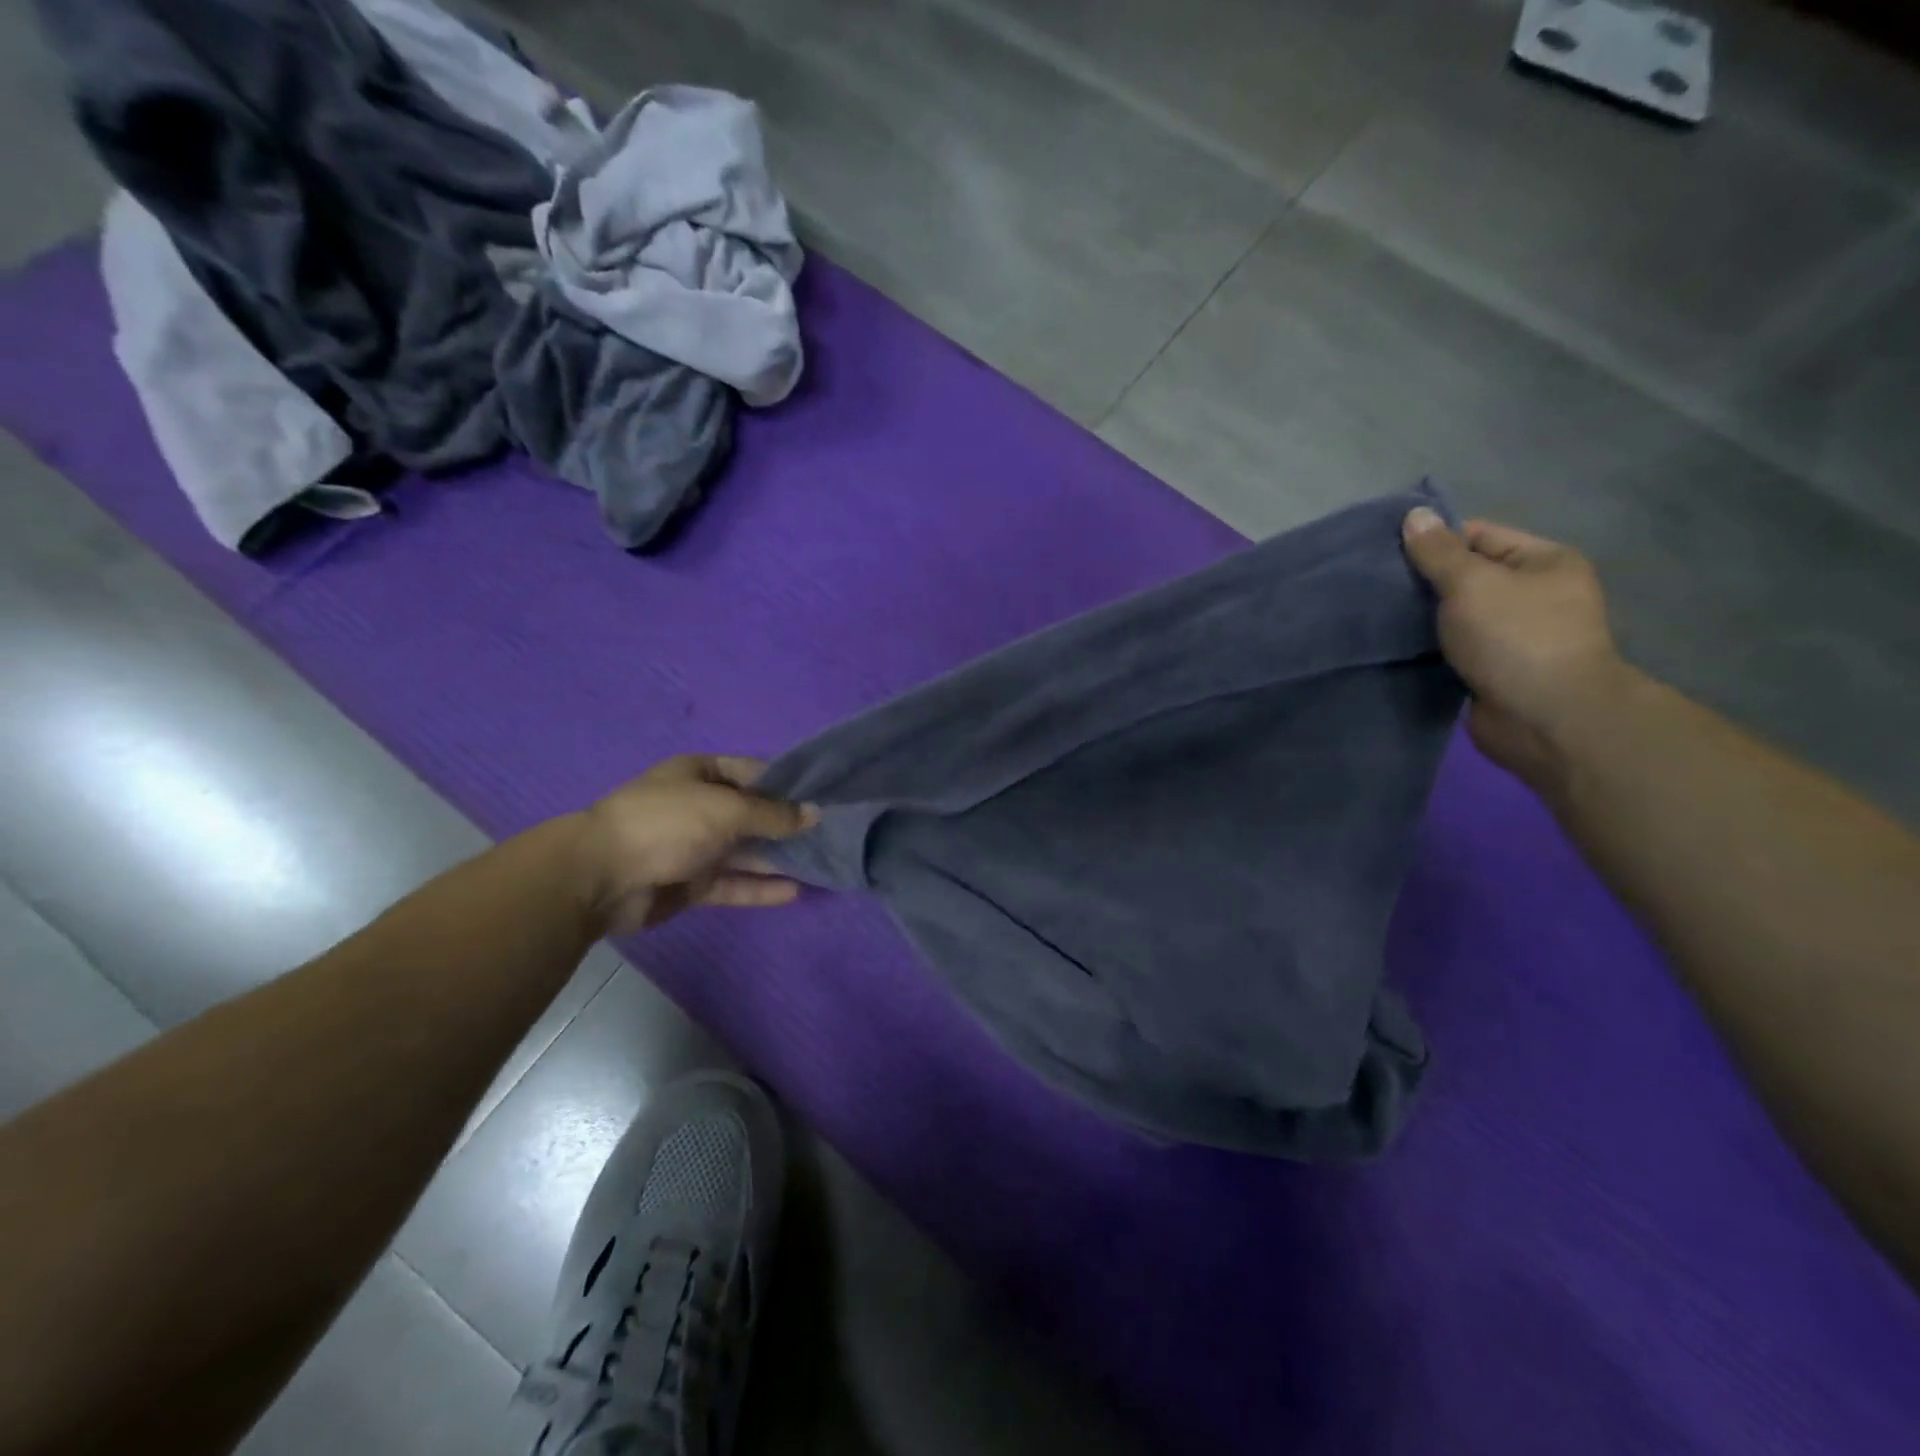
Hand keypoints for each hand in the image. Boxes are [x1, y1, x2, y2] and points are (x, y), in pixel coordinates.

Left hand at [571, 755, 818, 934]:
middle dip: (788, 824)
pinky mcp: (690, 884)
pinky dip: (760, 887)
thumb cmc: (667, 823)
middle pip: (752, 814)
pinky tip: (794, 891)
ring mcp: (693, 846)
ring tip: (821, 864)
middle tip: (832, 834)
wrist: (600, 877)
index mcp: (700, 774)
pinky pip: (732, 883)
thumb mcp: (727, 809)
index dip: (788, 783)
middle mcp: (699, 806)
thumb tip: (816, 814)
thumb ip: (774, 814)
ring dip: (778, 858)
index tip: (825, 795)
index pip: (753, 772)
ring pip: (745, 852)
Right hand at [1401, 508, 1641, 786]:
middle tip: (1375, 587)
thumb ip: (1438, 552)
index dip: (1434, 542)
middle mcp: (1534, 594)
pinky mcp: (1494, 669)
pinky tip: (1395, 646)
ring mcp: (1515, 635)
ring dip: (1422, 618)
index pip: (1478, 535)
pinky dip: (1428, 647)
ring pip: (1456, 615)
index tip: (1386, 555)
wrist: (1545, 718)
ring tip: (1376, 616)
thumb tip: (1414, 515)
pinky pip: (1454, 647)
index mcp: (1543, 562)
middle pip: (1466, 576)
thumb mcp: (1472, 584)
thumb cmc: (1515, 638)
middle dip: (1423, 582)